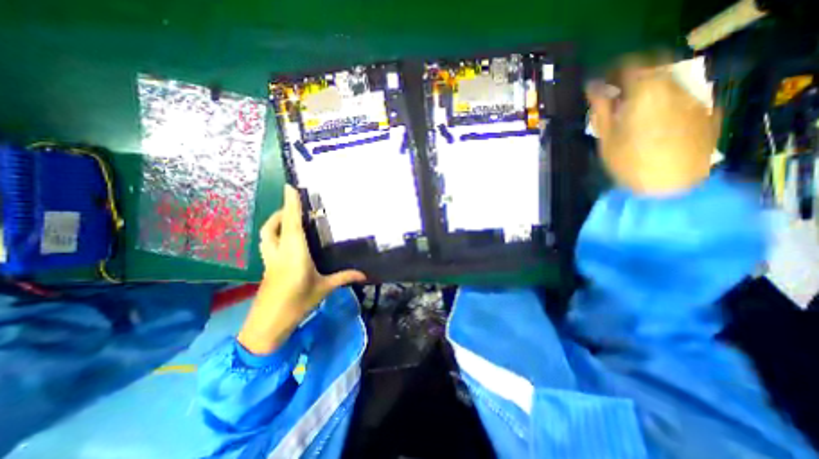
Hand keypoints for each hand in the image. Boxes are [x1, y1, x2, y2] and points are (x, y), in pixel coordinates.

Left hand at [237, 185, 363, 353]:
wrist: (268, 324)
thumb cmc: (298, 303)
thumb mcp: (324, 288)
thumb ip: (344, 277)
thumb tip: (365, 274)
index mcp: (294, 253)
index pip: (292, 223)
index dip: (290, 204)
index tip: (289, 187)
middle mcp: (279, 252)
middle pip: (272, 226)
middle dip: (281, 212)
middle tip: (295, 206)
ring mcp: (270, 260)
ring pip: (266, 234)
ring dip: (275, 223)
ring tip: (290, 220)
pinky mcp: (267, 267)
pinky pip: (268, 244)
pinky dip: (275, 235)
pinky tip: (287, 242)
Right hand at [586, 57, 717, 193]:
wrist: (671, 187)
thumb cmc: (629, 164)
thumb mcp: (606, 138)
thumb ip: (601, 109)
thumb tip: (592, 89)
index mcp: (646, 93)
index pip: (630, 65)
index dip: (612, 71)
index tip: (599, 84)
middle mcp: (674, 88)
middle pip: (652, 68)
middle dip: (630, 78)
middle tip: (613, 96)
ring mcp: (692, 99)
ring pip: (666, 82)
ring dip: (646, 89)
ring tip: (629, 110)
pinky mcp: (703, 111)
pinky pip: (678, 95)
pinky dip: (660, 100)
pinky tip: (649, 120)